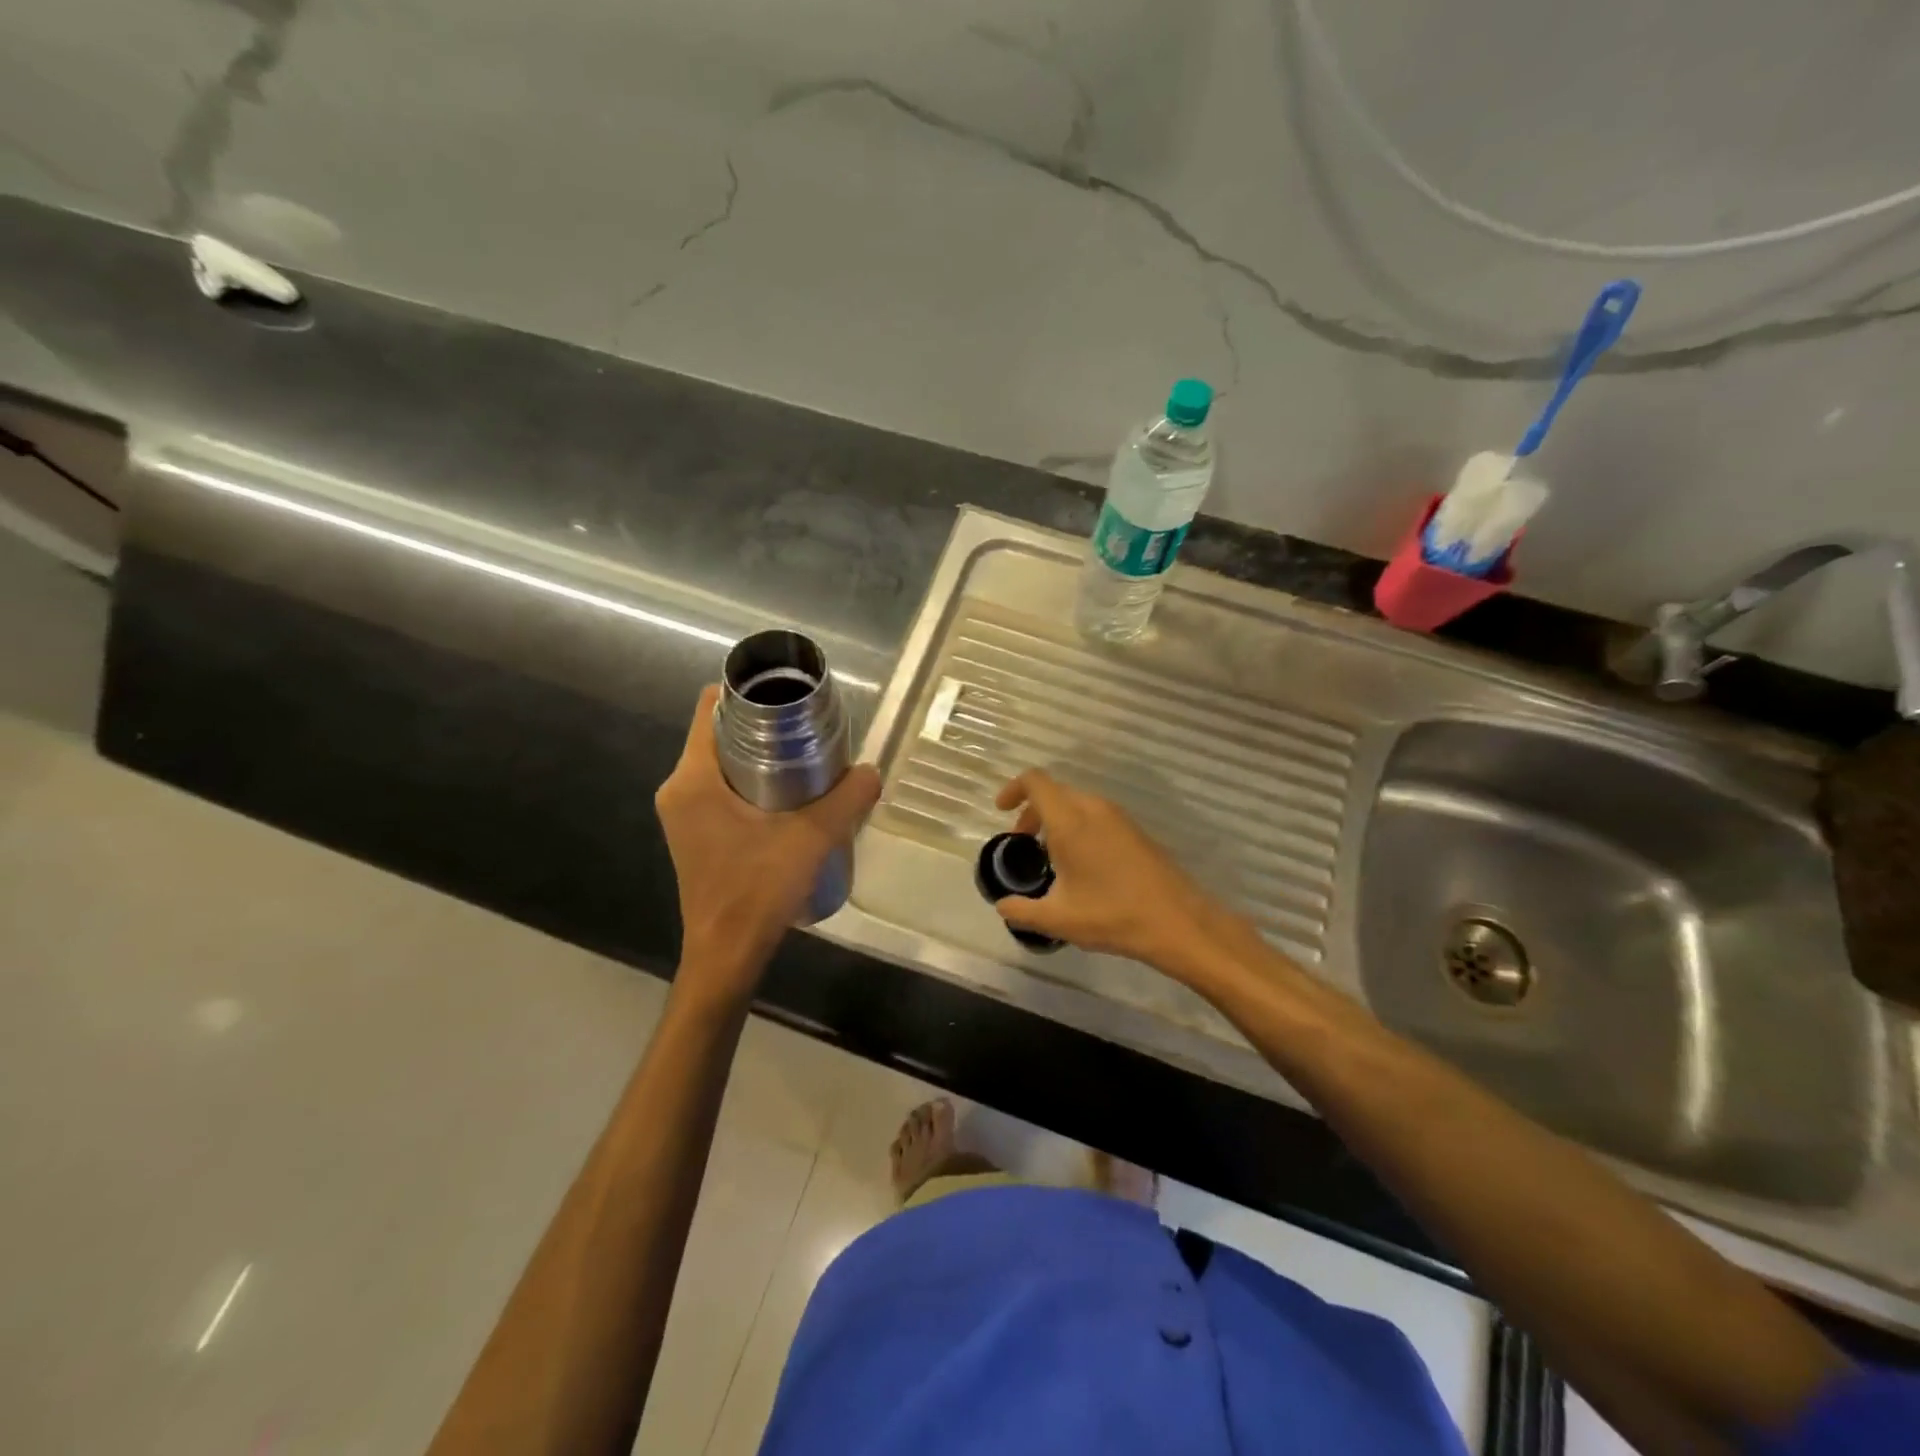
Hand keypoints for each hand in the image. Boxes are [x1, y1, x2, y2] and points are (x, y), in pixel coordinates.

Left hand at [656, 686, 880, 995]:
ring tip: (805, 760)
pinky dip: (752, 782)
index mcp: (693, 779)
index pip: (709, 707)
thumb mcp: (812, 838)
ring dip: (760, 756)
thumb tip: (873, 771)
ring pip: (722, 763)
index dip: (747, 692)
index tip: (787, 695)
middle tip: (807, 729)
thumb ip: (848, 800)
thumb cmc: (757, 892)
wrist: (727, 956)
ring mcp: (683, 815)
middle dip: (763, 725)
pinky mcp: (695, 835)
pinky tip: (789, 798)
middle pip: (718, 733)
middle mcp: (679, 790)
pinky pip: (721, 789)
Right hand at [992, 770, 1240, 977]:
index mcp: (1070, 821)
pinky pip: (1096, 815)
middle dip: (1032, 811)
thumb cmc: (1112, 915)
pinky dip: (1078, 827)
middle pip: (1055, 792)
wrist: (1177, 921)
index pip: (1035, 782)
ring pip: (1077, 803)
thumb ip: (1022, 911)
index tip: (1002, 811)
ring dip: (1057, 820)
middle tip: (1023, 843)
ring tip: (1051, 857)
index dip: (1013, 789)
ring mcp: (1118, 817)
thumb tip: (1003, 907)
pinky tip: (1082, 864)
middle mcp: (1093, 809)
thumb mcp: (1057, 919)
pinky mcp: (1135, 830)